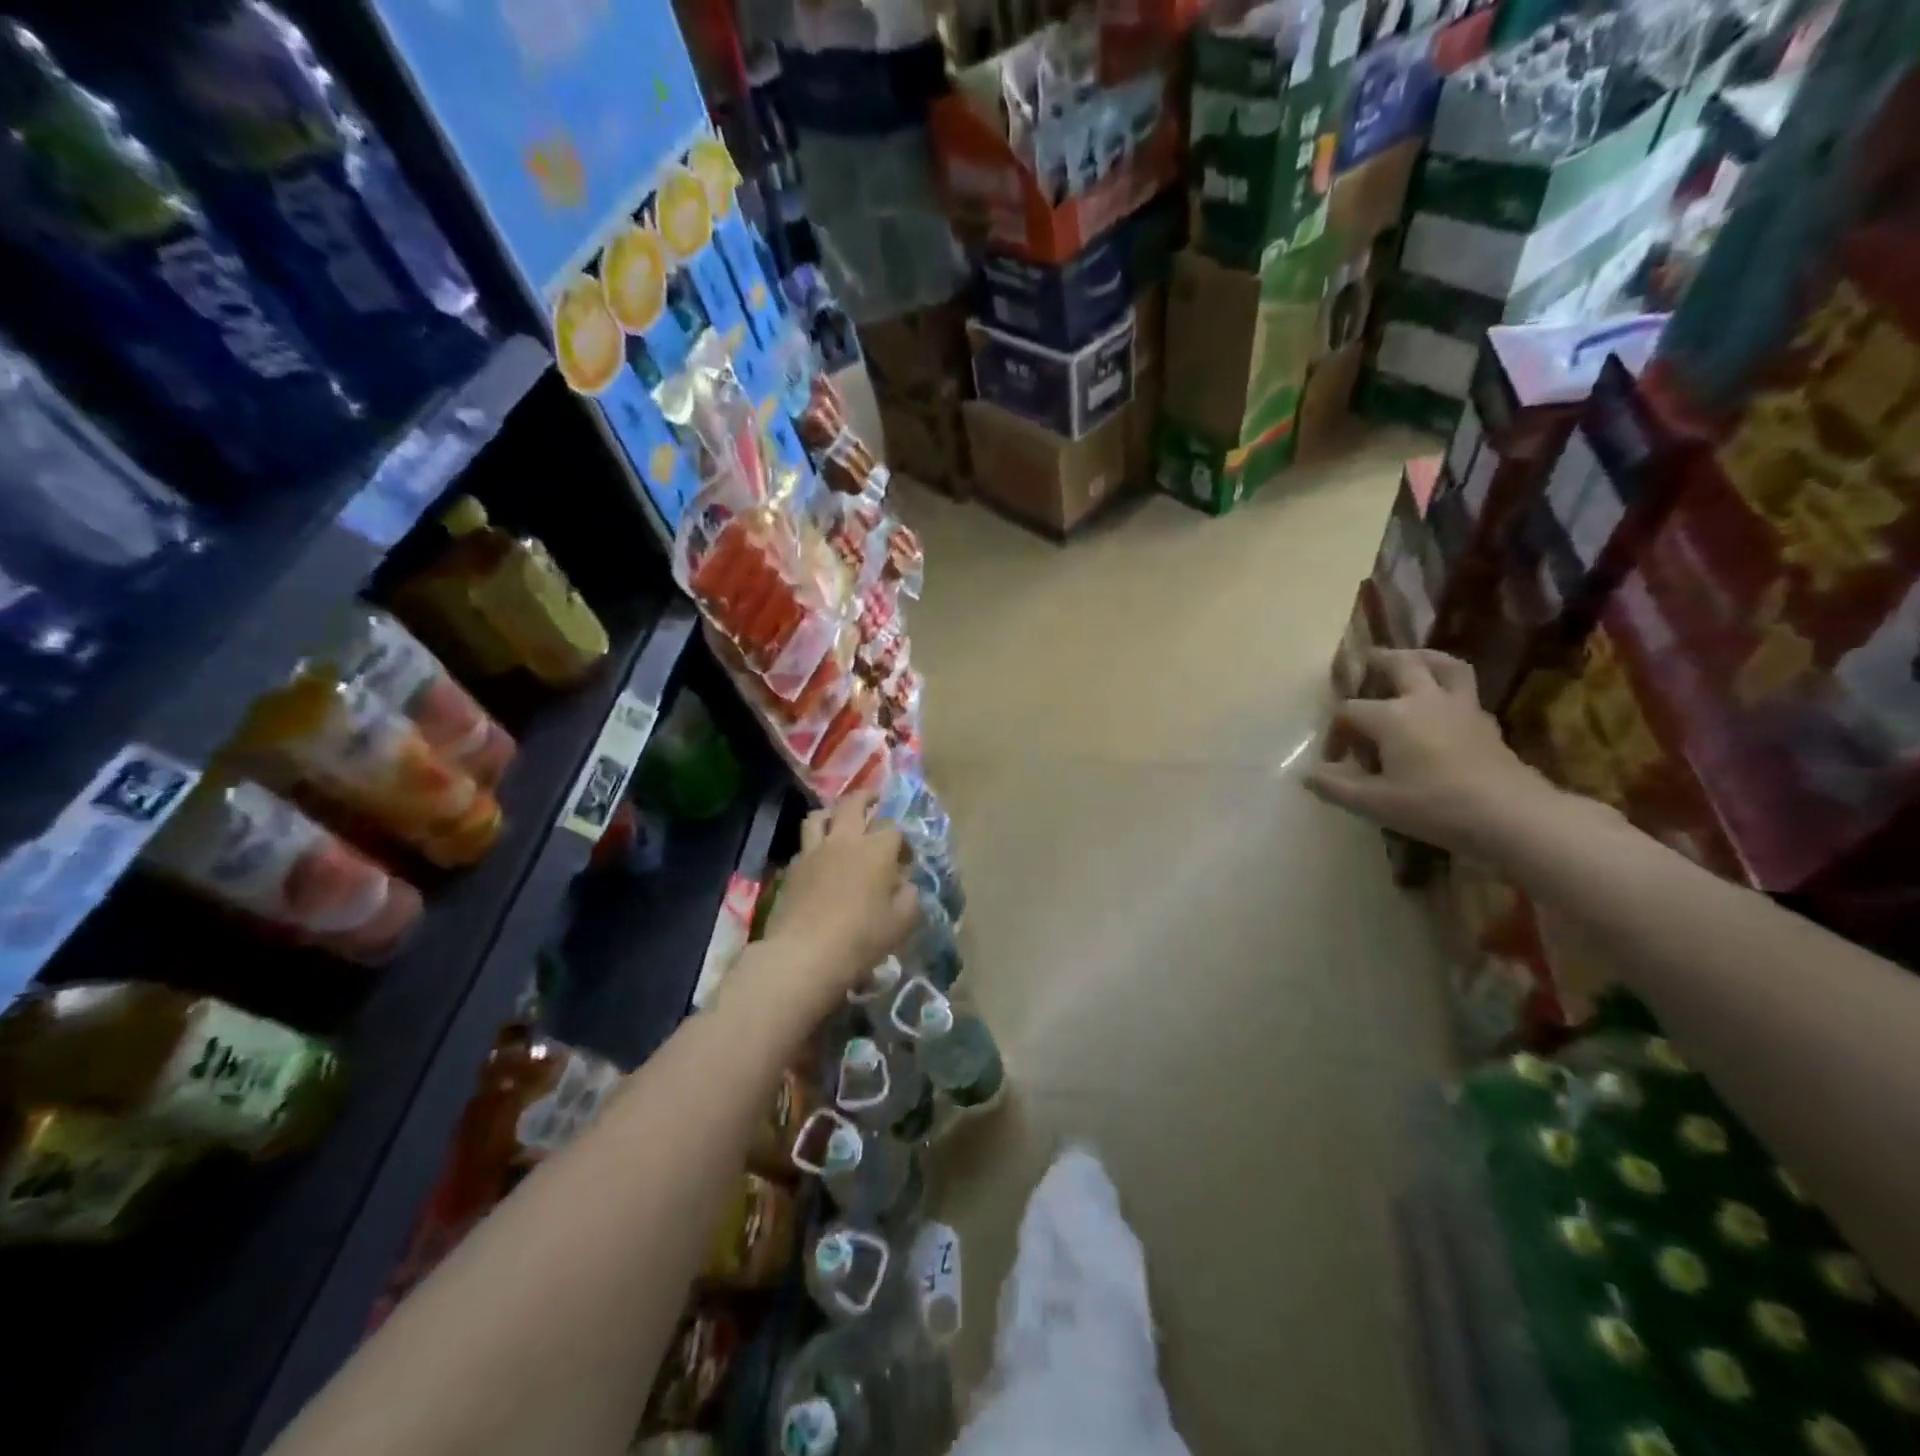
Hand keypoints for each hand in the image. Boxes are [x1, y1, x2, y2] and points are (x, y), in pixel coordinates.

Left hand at [758, 792, 918, 1014]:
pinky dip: (815, 843)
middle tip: (874, 800)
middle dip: (867, 797)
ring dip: (833, 814)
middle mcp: (845, 840)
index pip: (893, 828)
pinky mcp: (793, 868)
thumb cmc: (861, 937)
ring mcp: (814, 851)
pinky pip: (805, 844)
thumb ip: (909, 897)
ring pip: (820, 815)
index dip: (902, 840)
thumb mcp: (901, 922)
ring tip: (840, 822)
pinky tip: (820, 859)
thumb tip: (905, 884)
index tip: (905, 858)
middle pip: (853, 803)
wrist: (805, 954)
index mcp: (876, 849)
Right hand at [1306, 649, 1564, 856]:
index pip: (1350, 712)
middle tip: (1364, 664)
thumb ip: (1335, 786)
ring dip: (1421, 658)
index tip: (1335, 759)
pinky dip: (1446, 687)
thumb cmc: (1435, 806)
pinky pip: (1463, 690)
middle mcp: (1423, 700)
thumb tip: (1306, 774)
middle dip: (1377, 662)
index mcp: (1391, 717)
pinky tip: (1440, 707)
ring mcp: (1460, 707)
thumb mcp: (1374, 803)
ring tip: (1408, 662)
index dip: (1336, 732)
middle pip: (1399, 665)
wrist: (1511, 816)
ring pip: (1442, 665)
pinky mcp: (1484, 721)